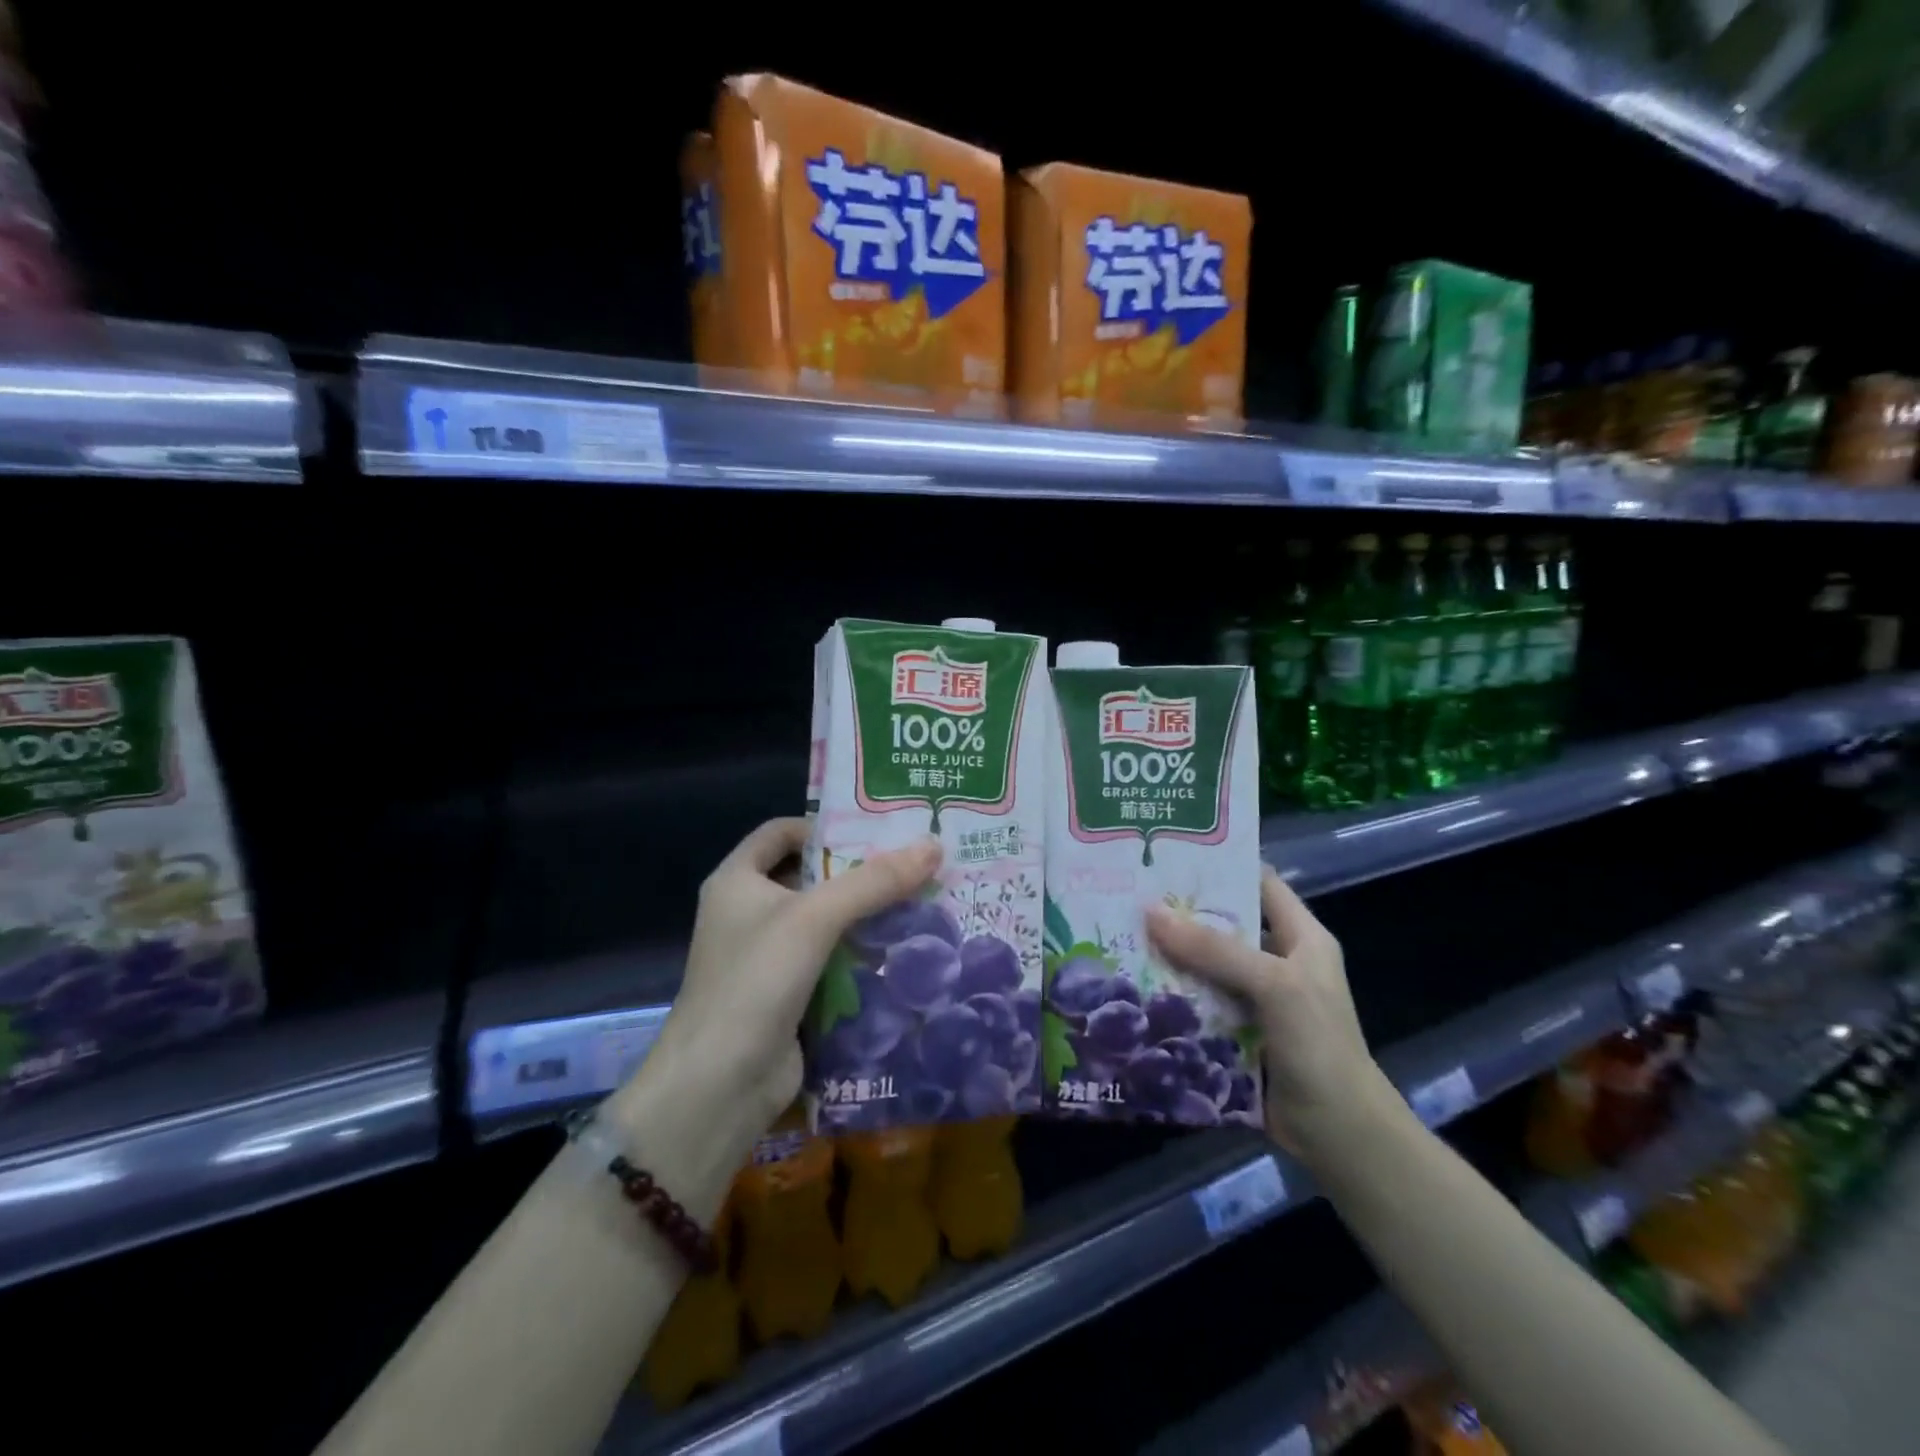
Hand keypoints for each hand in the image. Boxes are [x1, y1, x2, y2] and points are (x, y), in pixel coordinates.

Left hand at [645, 817, 941, 1142]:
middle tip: (913, 865)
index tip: (877, 832)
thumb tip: (934, 845)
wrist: (719, 1084)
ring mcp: (766, 957)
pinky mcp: (787, 995)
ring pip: (824, 922)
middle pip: (809, 876)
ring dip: (865, 916)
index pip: (782, 832)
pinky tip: (903, 951)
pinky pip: (830, 961)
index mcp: (737, 880)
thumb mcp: (815, 918)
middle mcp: (748, 912)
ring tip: (921, 902)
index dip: (825, 826)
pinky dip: (860, 955)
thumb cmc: (756, 980)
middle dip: (858, 872)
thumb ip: (874, 881)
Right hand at [1146, 867, 1394, 1160]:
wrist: (1340, 1135)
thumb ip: (1214, 949)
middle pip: (1222, 924)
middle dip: (1179, 912)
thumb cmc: (1319, 1045)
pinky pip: (1197, 1003)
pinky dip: (1170, 996)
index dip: (1220, 864)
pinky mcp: (1235, 1032)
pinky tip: (1131, 986)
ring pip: (1203, 965)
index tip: (1168, 852)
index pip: (1259, 881)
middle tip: (1127, 894)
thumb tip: (1149, 911)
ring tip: (1118, 934)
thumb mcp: (1273, 984)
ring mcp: (1255, 999)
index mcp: (1299, 937)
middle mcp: (1276, 960)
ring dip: (1168, 956)